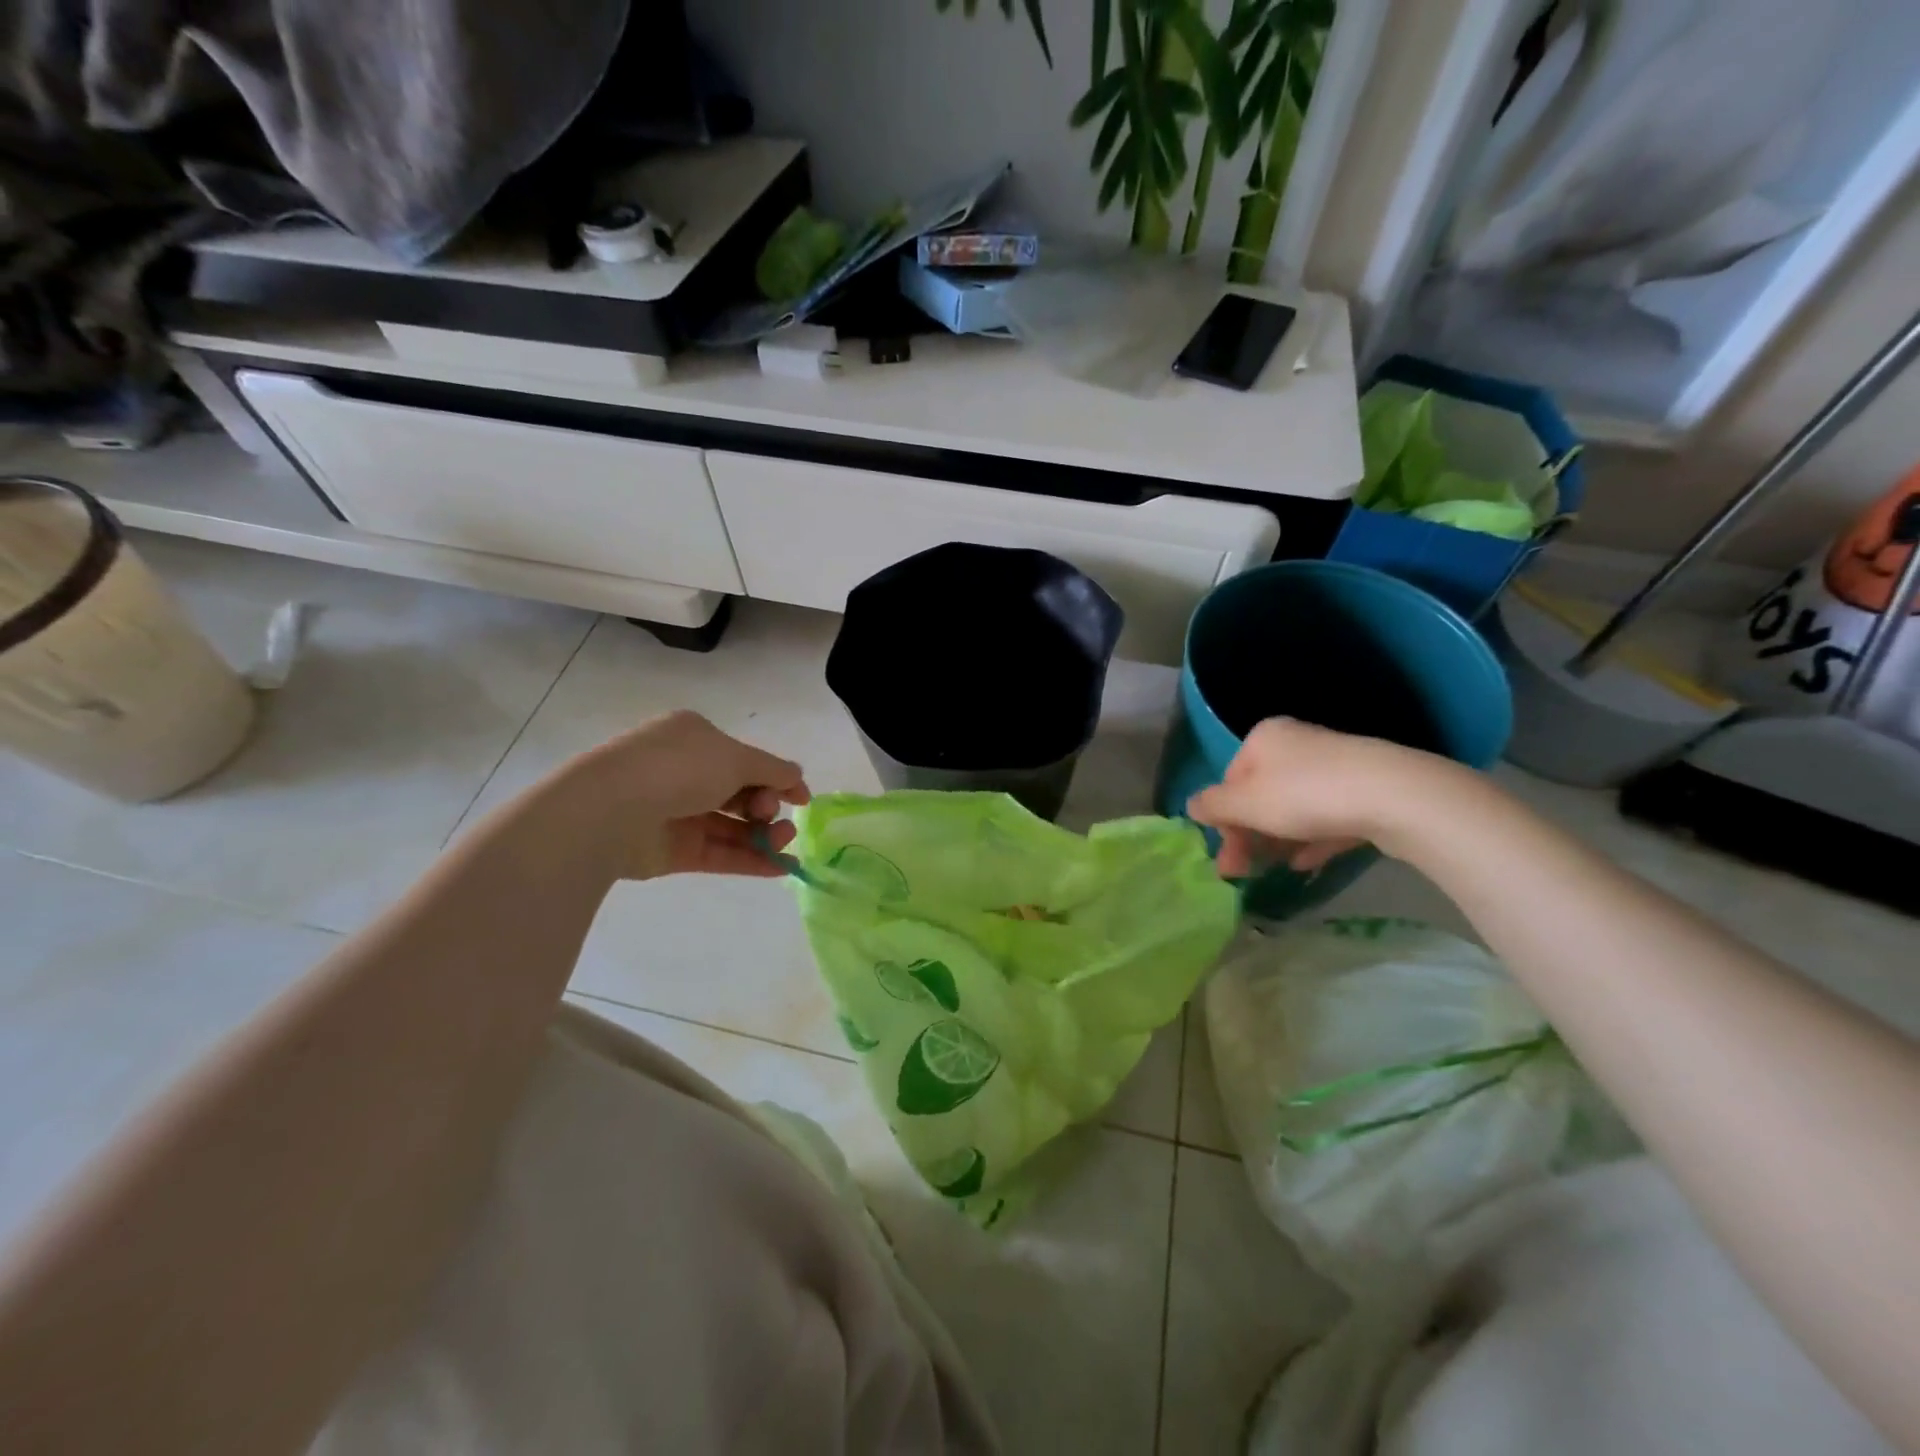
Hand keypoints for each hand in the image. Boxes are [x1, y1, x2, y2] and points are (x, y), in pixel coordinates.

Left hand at [569, 711, 811, 879]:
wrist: (611, 810)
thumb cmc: (679, 768)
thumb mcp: (737, 758)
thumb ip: (773, 769)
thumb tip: (797, 776)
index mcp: (695, 738)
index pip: (745, 758)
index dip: (778, 777)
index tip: (803, 799)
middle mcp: (685, 772)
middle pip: (741, 792)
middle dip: (768, 805)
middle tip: (773, 815)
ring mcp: (676, 812)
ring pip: (731, 825)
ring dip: (764, 834)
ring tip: (785, 844)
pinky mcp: (671, 850)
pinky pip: (718, 853)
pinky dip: (749, 859)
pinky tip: (780, 868)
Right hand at [1185, 718, 1442, 877]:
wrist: (1394, 796)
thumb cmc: (1304, 795)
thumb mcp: (1246, 803)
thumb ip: (1213, 805)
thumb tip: (1190, 806)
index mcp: (1264, 738)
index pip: (1230, 781)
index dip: (1225, 820)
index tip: (1229, 857)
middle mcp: (1297, 744)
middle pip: (1261, 795)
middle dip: (1250, 835)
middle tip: (1244, 873)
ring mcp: (1335, 765)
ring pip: (1294, 807)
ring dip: (1279, 840)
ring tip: (1278, 870)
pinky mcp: (1365, 788)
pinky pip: (1328, 816)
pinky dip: (1313, 838)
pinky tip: (1309, 863)